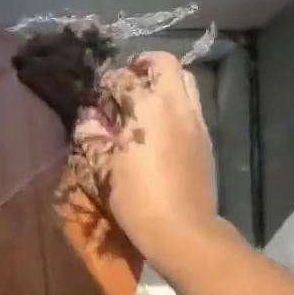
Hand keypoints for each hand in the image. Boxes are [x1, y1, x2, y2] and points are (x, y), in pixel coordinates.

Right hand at [74, 52, 219, 263]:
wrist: (184, 231)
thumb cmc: (138, 199)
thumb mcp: (105, 169)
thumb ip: (94, 137)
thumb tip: (88, 120)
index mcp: (148, 108)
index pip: (124, 78)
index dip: (106, 82)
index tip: (96, 96)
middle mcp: (176, 105)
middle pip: (165, 63)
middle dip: (143, 65)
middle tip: (125, 81)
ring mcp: (196, 121)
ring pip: (185, 80)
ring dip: (163, 81)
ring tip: (143, 101)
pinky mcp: (205, 138)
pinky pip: (191, 105)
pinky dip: (174, 102)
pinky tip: (158, 126)